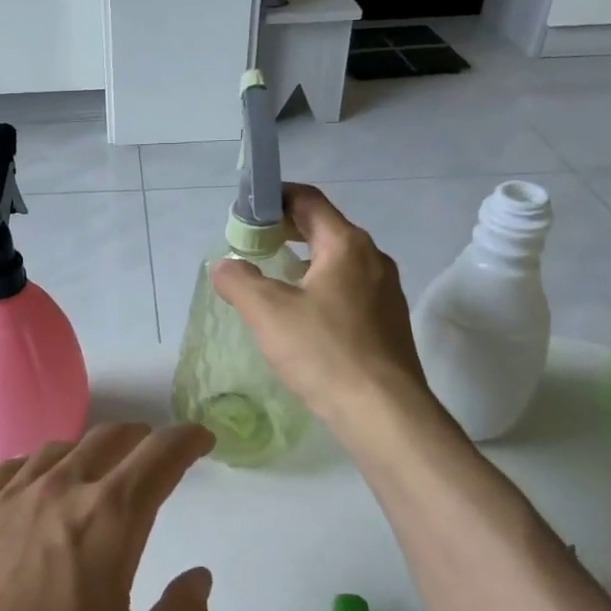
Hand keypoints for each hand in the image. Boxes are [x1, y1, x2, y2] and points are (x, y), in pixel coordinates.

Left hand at [0, 422, 217, 610]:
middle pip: (106, 440)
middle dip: (140, 438)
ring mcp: (5, 503)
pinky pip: (5, 472)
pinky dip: (32, 466)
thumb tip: (197, 578)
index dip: (186, 441)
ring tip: (99, 468)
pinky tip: (32, 484)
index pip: (158, 457)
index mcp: (108, 520)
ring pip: (56, 451)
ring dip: (88, 450)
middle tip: (156, 452)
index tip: (201, 439)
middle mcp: (57, 493)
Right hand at [209, 182, 430, 426]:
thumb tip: (223, 265)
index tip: (244, 212)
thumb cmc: (324, 352)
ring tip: (271, 280)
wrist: (383, 412)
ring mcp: (386, 291)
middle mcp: (373, 259)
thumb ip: (239, 281)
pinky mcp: (387, 322)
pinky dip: (320, 287)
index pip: (308, 200)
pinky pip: (348, 289)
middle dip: (285, 230)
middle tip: (251, 245)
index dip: (273, 198)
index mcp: (346, 245)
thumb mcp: (267, 312)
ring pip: (337, 261)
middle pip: (324, 228)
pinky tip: (301, 316)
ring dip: (302, 261)